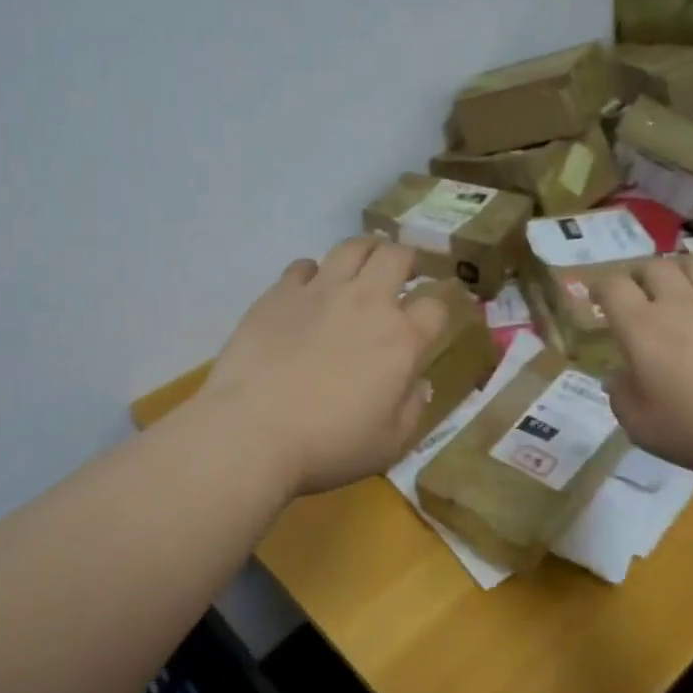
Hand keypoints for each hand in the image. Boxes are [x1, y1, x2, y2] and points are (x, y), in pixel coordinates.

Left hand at [201, 237, 447, 497]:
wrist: (252, 430)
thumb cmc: (328, 445)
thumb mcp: (388, 444)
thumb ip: (412, 409)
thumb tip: (419, 383)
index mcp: (401, 339)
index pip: (436, 306)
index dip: (440, 308)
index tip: (432, 316)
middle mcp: (367, 302)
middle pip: (397, 256)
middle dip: (406, 260)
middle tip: (402, 273)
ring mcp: (320, 291)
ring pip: (352, 247)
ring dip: (365, 250)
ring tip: (363, 264)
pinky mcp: (280, 292)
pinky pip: (303, 265)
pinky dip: (313, 273)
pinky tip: (309, 290)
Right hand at [594, 256, 692, 482]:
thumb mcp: (641, 425)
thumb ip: (620, 395)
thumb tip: (615, 375)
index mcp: (641, 327)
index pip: (612, 286)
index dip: (601, 287)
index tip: (599, 299)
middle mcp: (678, 302)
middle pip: (653, 267)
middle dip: (640, 276)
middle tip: (640, 294)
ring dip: (679, 271)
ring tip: (679, 286)